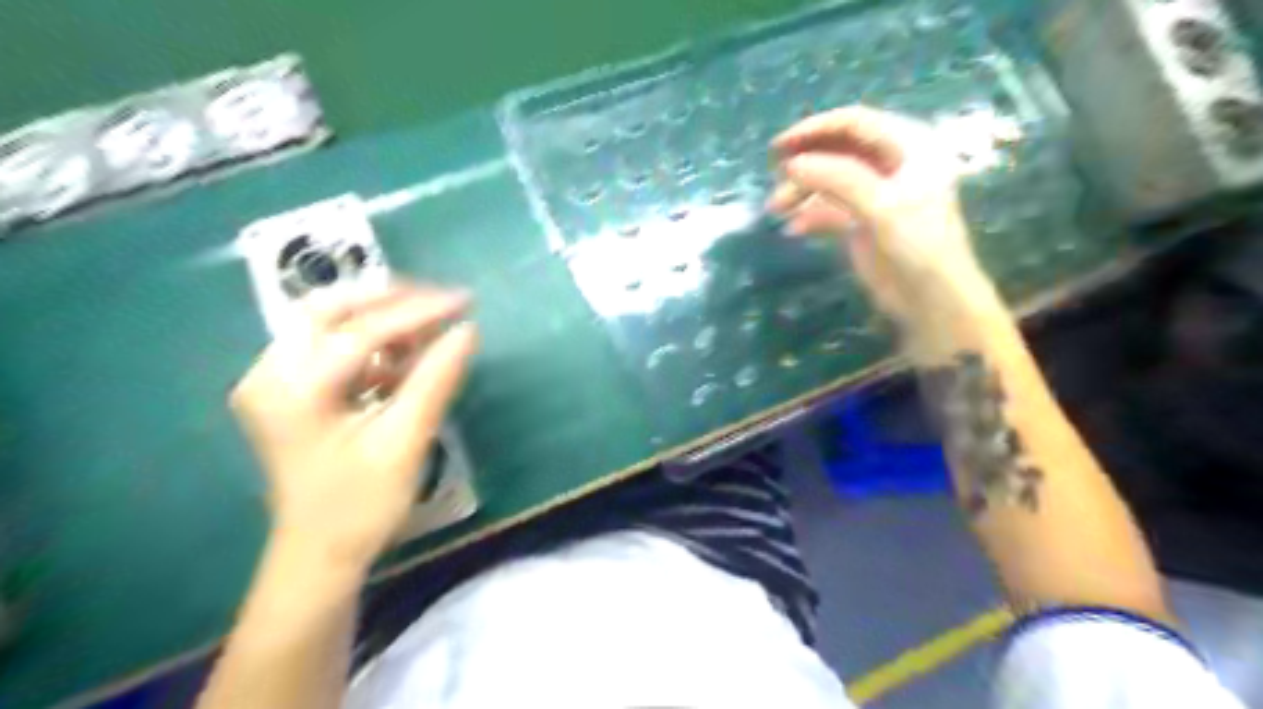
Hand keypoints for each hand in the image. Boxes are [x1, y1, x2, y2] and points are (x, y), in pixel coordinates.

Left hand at [231, 282, 478, 568]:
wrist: (319, 557)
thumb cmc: (360, 506)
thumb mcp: (405, 441)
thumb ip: (435, 379)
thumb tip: (468, 329)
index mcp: (290, 389)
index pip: (359, 331)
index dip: (418, 312)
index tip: (465, 302)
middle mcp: (270, 373)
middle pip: (330, 310)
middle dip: (392, 301)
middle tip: (442, 303)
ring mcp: (277, 381)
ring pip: (332, 325)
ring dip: (384, 322)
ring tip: (432, 331)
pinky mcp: (293, 392)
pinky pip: (335, 350)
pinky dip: (375, 346)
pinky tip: (407, 359)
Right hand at [766, 103, 992, 323]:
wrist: (931, 299)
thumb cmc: (919, 244)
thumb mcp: (882, 206)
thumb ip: (838, 179)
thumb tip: (791, 164)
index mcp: (908, 146)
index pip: (855, 123)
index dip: (816, 129)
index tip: (780, 146)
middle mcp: (891, 163)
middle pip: (838, 150)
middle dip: (805, 162)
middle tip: (774, 175)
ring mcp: (875, 193)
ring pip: (829, 180)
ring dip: (801, 191)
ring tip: (776, 208)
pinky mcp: (861, 220)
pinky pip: (828, 208)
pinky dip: (809, 215)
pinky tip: (794, 229)